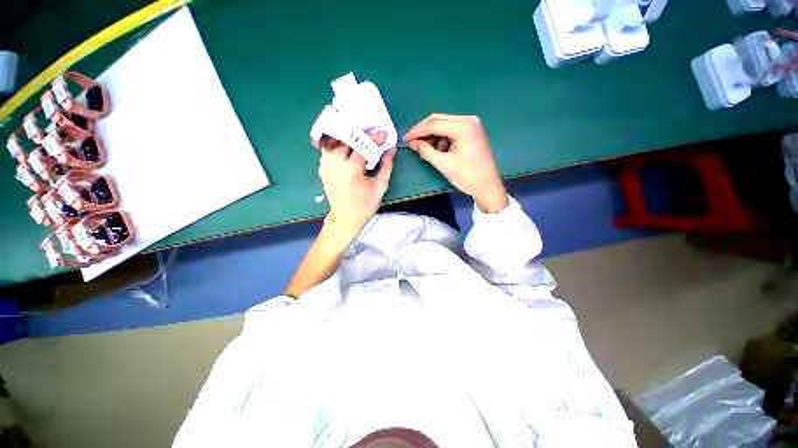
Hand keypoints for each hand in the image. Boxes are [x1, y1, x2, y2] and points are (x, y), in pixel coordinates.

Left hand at [317, 132, 395, 234]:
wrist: (345, 218)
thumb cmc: (365, 205)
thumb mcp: (380, 187)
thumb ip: (386, 167)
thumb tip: (391, 150)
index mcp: (352, 170)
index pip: (363, 145)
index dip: (375, 137)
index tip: (385, 133)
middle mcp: (336, 164)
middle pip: (347, 138)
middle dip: (361, 132)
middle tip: (372, 131)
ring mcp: (326, 165)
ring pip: (335, 141)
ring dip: (348, 136)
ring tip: (360, 135)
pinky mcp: (322, 168)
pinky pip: (328, 149)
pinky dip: (338, 144)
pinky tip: (347, 145)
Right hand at [404, 114, 507, 212]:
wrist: (487, 187)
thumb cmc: (467, 176)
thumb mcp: (444, 164)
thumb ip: (426, 151)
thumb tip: (412, 143)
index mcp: (463, 126)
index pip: (434, 124)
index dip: (417, 131)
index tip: (405, 140)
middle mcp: (468, 120)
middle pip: (438, 120)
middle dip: (423, 132)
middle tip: (411, 143)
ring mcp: (471, 125)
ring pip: (443, 125)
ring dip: (432, 136)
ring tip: (425, 151)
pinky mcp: (471, 132)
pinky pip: (450, 131)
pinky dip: (441, 139)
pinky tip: (436, 151)